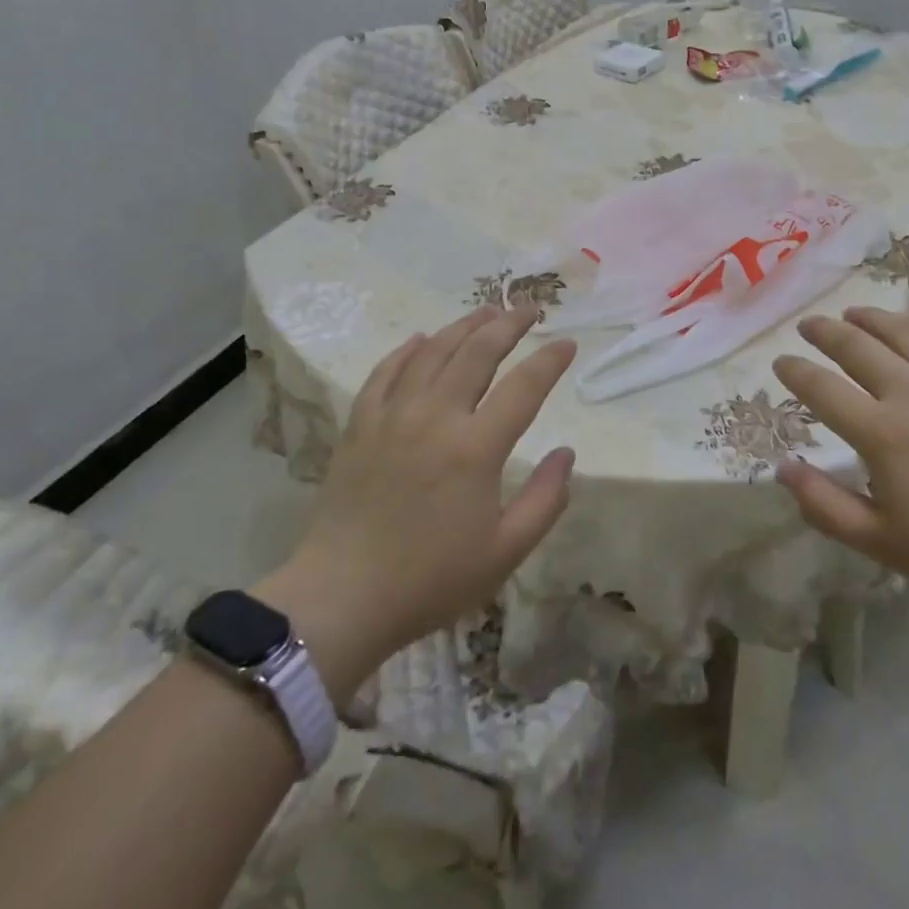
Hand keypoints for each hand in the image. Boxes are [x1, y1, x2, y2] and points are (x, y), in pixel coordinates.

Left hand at [255, 304, 575, 701]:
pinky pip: (386, 372)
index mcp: (476, 448)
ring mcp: (393, 416)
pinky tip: (421, 339)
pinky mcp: (360, 425)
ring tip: (488, 310)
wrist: (341, 598)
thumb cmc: (430, 580)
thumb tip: (567, 454)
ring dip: (465, 326)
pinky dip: (407, 350)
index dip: (550, 360)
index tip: (567, 342)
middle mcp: (436, 417)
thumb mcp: (505, 553)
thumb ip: (545, 500)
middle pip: (478, 352)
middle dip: (509, 324)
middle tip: (530, 309)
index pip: (525, 386)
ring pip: (433, 352)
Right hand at [772, 307, 908, 611]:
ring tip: (851, 314)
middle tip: (807, 326)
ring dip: (868, 318)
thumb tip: (782, 467)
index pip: (820, 388)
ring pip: (900, 330)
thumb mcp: (883, 543)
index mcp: (881, 433)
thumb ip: (825, 506)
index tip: (780, 363)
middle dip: (823, 332)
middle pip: (854, 346)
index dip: (794, 372)